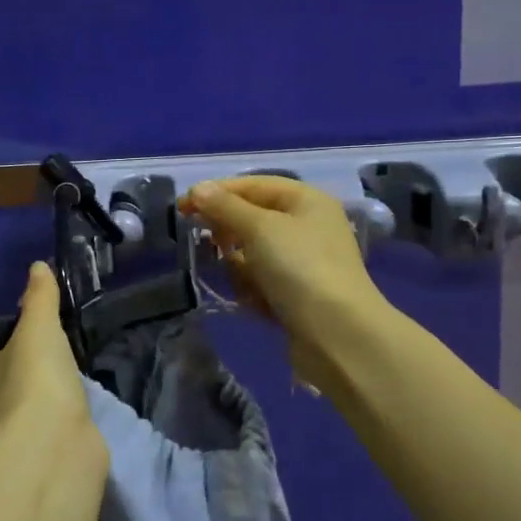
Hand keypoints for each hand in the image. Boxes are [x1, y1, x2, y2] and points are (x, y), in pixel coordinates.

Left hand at [0, 262, 97, 450]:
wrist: (51, 447)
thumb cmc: (36, 380)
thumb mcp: (39, 328)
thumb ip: (40, 299)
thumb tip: (38, 266)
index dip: (15, 350)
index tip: (40, 343)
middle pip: (8, 391)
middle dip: (29, 384)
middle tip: (61, 369)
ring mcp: (10, 445)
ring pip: (26, 420)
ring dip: (44, 412)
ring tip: (74, 397)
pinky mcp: (35, 467)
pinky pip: (46, 443)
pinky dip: (58, 435)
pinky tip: (77, 427)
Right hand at [178, 176, 386, 355]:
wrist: (337, 334)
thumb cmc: (300, 268)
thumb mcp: (259, 228)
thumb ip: (226, 207)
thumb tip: (198, 189)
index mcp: (306, 200)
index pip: (253, 185)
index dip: (217, 192)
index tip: (182, 207)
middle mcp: (308, 226)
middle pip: (253, 219)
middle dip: (229, 232)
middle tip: (209, 245)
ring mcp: (304, 263)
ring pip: (254, 253)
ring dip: (240, 265)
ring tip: (243, 280)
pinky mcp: (298, 295)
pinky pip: (263, 282)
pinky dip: (253, 289)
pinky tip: (254, 302)